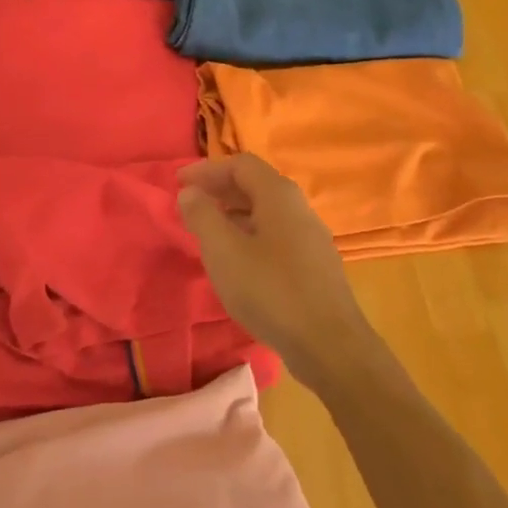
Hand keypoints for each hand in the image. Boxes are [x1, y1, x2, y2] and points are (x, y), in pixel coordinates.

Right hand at [177, 154, 377, 385]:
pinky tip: (237, 261)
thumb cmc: (270, 290)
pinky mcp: (314, 265)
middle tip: (190, 205)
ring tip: (207, 232)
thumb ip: (202, 216)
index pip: (240, 164)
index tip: (179, 184)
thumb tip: (190, 192)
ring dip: (234, 214)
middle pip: (255, 185)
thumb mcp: (224, 251)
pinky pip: (276, 235)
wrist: (328, 343)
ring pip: (266, 212)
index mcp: (279, 195)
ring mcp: (311, 237)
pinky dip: (250, 235)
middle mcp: (299, 208)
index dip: (207, 170)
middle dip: (220, 190)